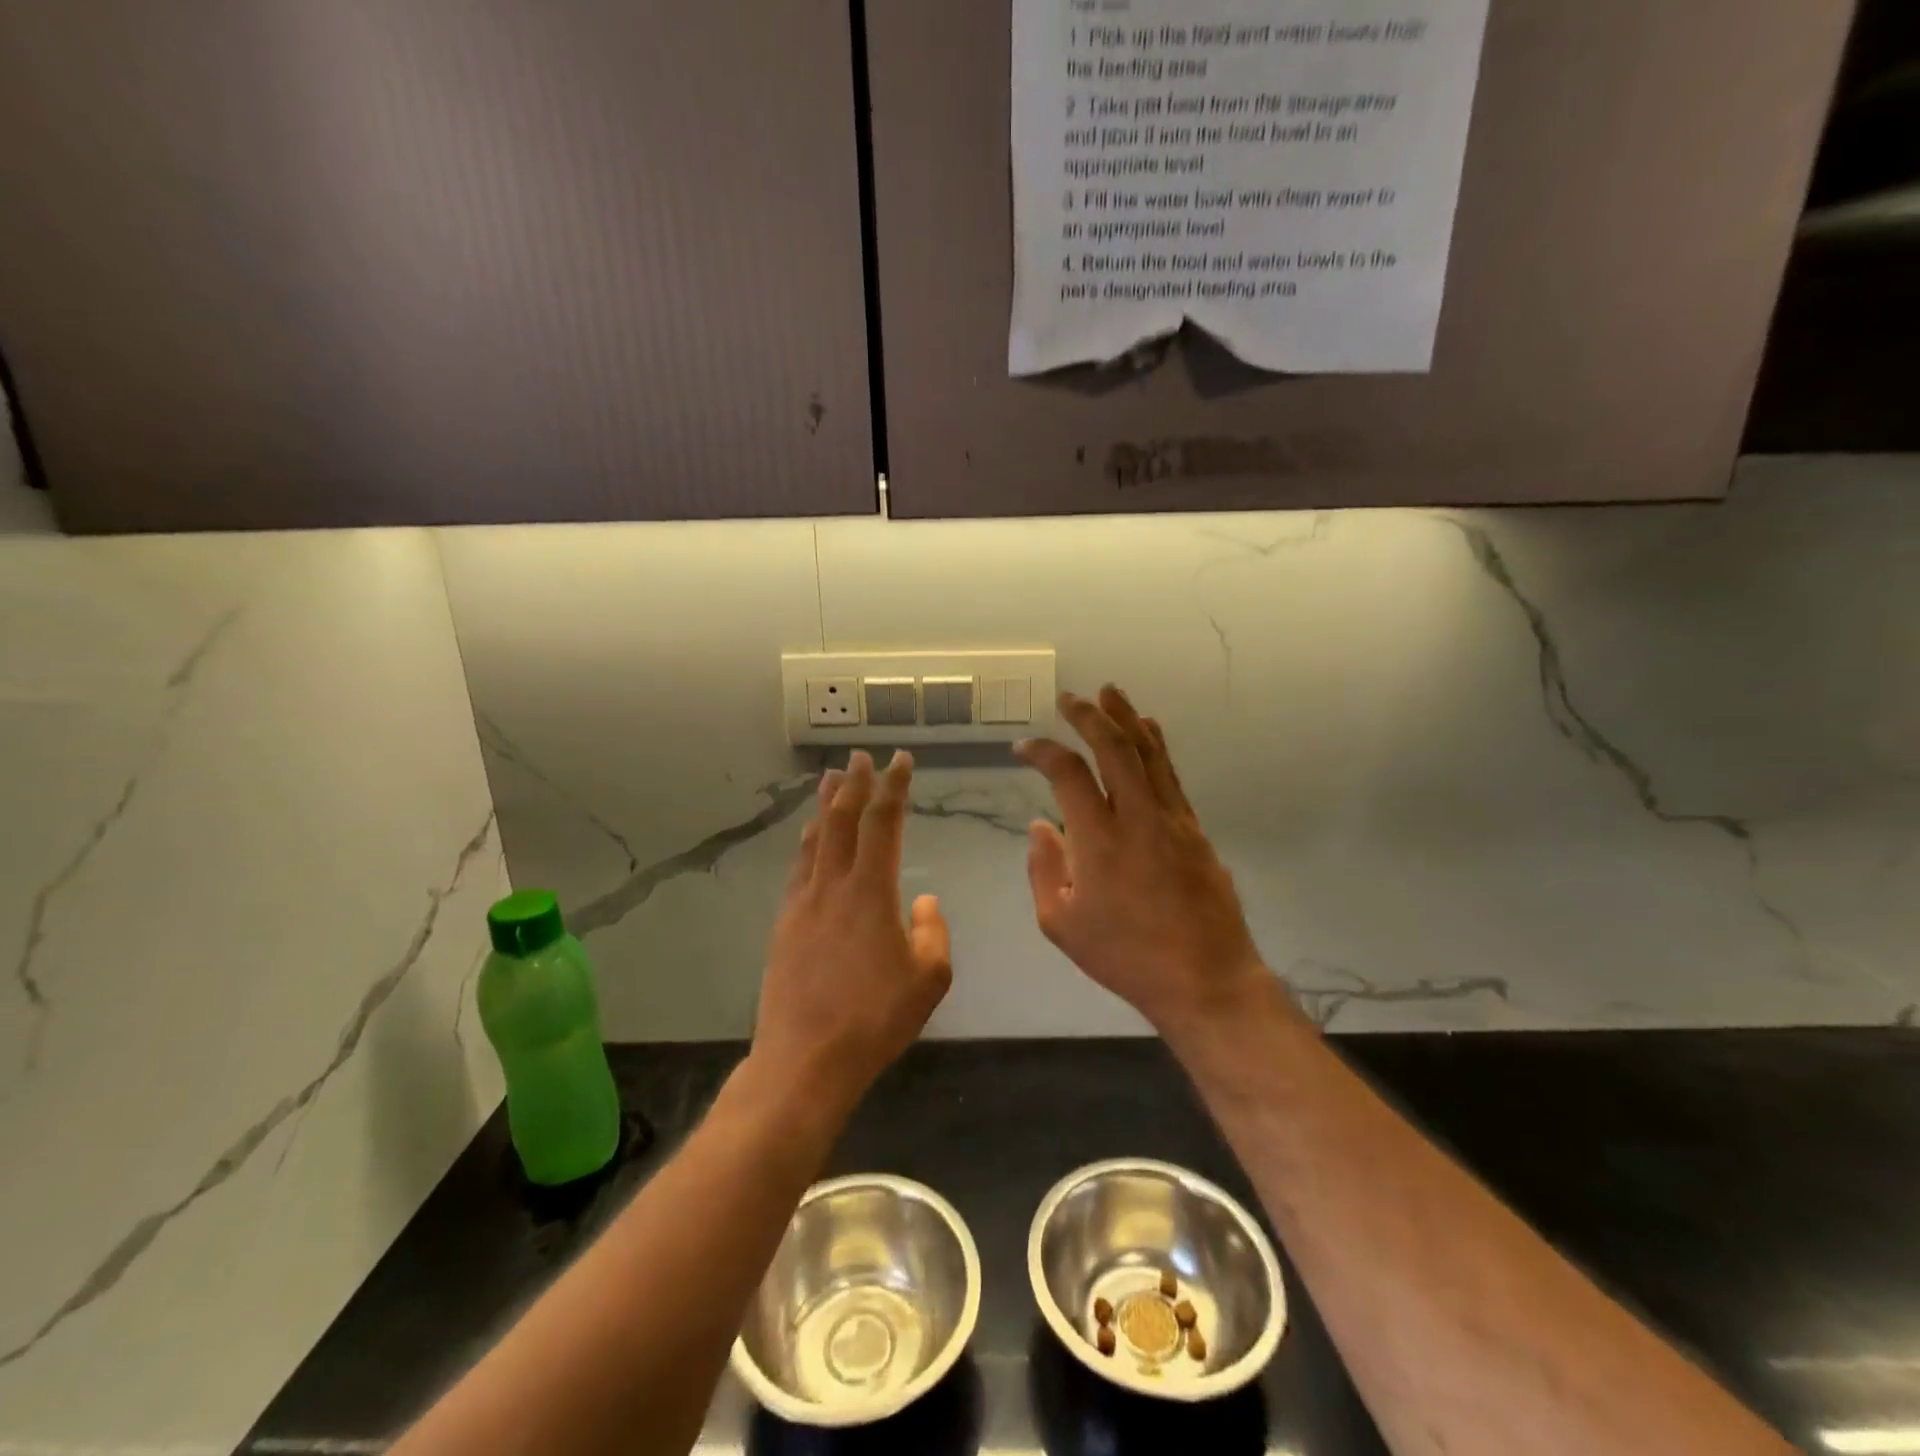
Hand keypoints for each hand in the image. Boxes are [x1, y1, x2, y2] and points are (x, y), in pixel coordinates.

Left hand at [752, 750, 951, 1116]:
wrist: (806, 1058)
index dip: (893, 787)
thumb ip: (932, 932)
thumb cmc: (875, 1018)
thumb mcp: (929, 978)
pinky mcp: (785, 924)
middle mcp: (832, 885)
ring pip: (815, 839)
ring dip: (826, 805)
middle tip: (859, 756)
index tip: (900, 761)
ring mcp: (803, 903)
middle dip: (854, 783)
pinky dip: (808, 841)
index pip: (883, 823)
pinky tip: (810, 839)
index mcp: (871, 891)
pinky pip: (798, 867)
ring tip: (830, 779)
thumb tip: (923, 901)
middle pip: (842, 820)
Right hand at [1015, 686, 1266, 1034]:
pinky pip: (1171, 775)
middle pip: (1114, 748)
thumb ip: (1044, 869)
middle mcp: (1138, 818)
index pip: (1068, 774)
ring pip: (1149, 753)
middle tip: (1069, 698)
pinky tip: (1148, 731)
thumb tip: (1041, 824)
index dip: (1043, 752)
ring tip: (1110, 693)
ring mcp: (1173, 820)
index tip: (1024, 747)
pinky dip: (1156, 746)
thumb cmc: (1125, 956)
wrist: (1205, 979)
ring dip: (1126, 718)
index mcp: (1099, 841)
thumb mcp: (1061, 924)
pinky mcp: (1195, 830)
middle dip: (1088, 716)